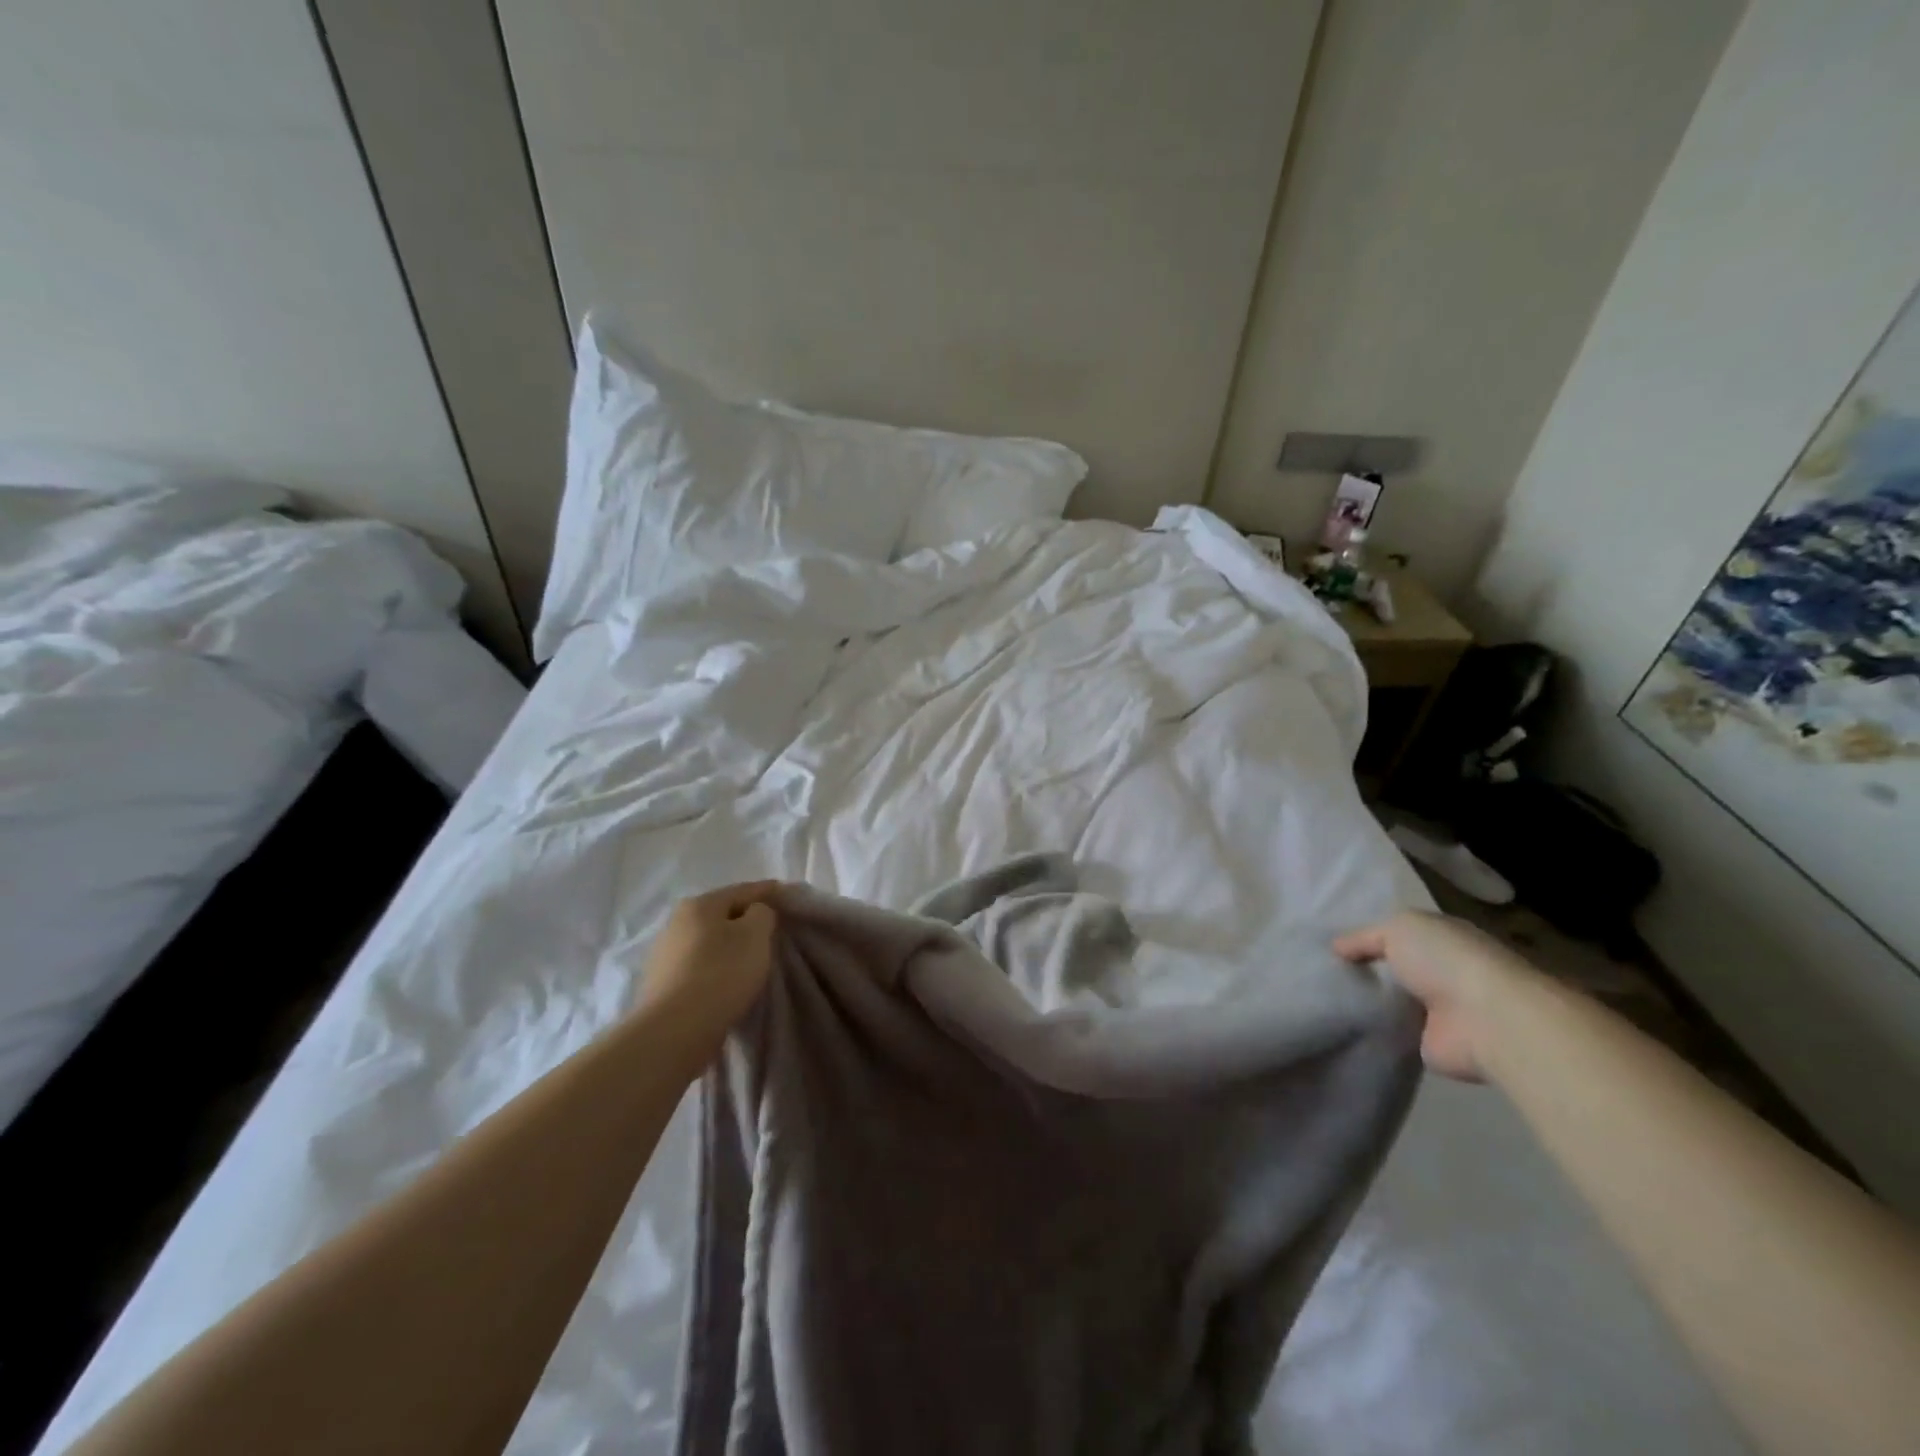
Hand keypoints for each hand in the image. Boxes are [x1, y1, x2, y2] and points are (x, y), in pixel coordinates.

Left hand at [637, 882, 780, 1053]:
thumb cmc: (721, 973)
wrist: (675, 1031)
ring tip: (753, 960)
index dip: (769, 892)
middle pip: (722, 915)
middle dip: (747, 921)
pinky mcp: (662, 984)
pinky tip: (729, 981)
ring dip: (730, 947)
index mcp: (699, 904)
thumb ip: (762, 913)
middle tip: (773, 931)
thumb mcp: (756, 935)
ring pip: (709, 942)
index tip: (789, 898)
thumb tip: (754, 913)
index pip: (743, 890)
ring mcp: (665, 955)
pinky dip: (716, 969)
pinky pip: (699, 967)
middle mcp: (676, 923)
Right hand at [1333, 910, 1539, 1080]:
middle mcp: (1443, 971)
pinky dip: (1374, 1029)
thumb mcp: (1397, 929)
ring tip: (1323, 997)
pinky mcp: (1432, 1043)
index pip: (1399, 934)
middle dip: (1364, 968)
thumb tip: (1336, 947)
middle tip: (1321, 970)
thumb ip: (1364, 937)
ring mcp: (1439, 1010)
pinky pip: (1394, 1031)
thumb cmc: (1446, 961)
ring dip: (1369, 1000)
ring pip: (1393, 1000)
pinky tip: (1343, 1023)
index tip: (1330, 944)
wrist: (1486, 1021)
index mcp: (1442, 938)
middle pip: (1395, 967)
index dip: (1367, 937)